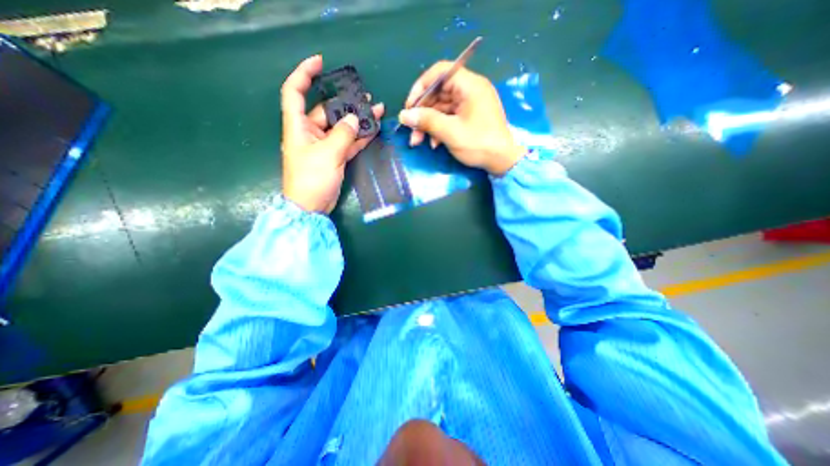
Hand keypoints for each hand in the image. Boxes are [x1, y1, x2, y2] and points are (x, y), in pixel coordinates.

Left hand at [279, 54, 382, 212]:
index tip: (320, 63)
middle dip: (346, 103)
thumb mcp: (327, 154)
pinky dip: (360, 137)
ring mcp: (324, 145)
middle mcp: (310, 132)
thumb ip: (343, 134)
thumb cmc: (312, 179)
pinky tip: (373, 130)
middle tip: (366, 96)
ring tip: (376, 110)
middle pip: (327, 110)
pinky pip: (348, 143)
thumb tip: (355, 119)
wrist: (312, 206)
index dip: (304, 74)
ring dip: (358, 121)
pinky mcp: (335, 157)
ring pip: (342, 127)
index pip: (295, 91)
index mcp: (298, 125)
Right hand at [398, 61, 523, 176]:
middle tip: (410, 129)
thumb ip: (426, 121)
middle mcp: (470, 90)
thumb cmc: (479, 144)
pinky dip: (439, 129)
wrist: (503, 161)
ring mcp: (470, 105)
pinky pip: (449, 118)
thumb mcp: (451, 132)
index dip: (421, 86)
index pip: (440, 73)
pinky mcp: (469, 118)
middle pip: (438, 93)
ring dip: (428, 124)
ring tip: (417, 141)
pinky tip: (434, 144)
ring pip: (441, 108)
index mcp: (470, 85)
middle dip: (422, 112)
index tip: (409, 106)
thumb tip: (403, 115)